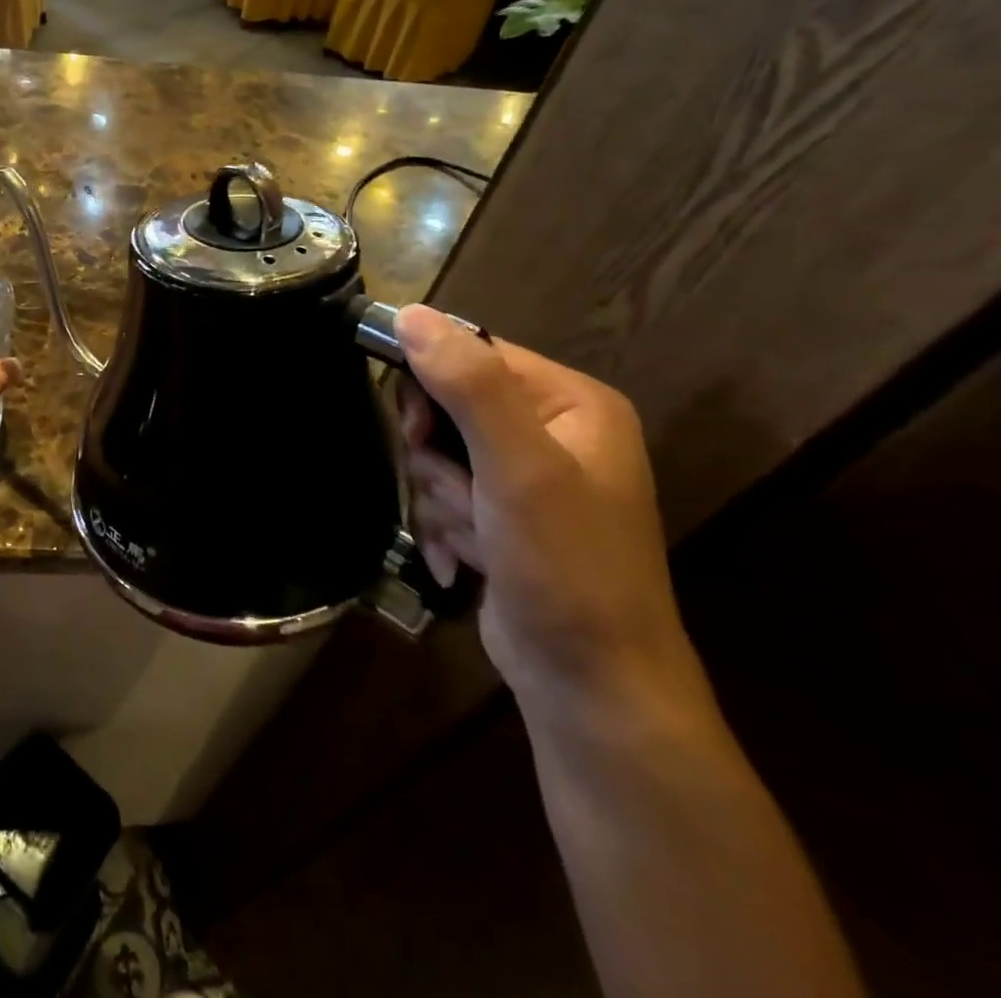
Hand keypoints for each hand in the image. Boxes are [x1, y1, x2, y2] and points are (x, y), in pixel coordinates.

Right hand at [393, 306, 694, 713]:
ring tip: (475, 539)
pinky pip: (445, 494)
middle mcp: (552, 431)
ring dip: (441, 498)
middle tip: (457, 491)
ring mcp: (526, 478)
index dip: (432, 383)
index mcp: (571, 402)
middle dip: (438, 456)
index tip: (416, 430)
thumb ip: (467, 385)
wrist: (590, 687)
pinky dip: (445, 525)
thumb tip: (409, 313)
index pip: (474, 353)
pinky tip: (467, 562)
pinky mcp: (502, 517)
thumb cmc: (566, 566)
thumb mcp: (518, 467)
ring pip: (438, 455)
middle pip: (448, 405)